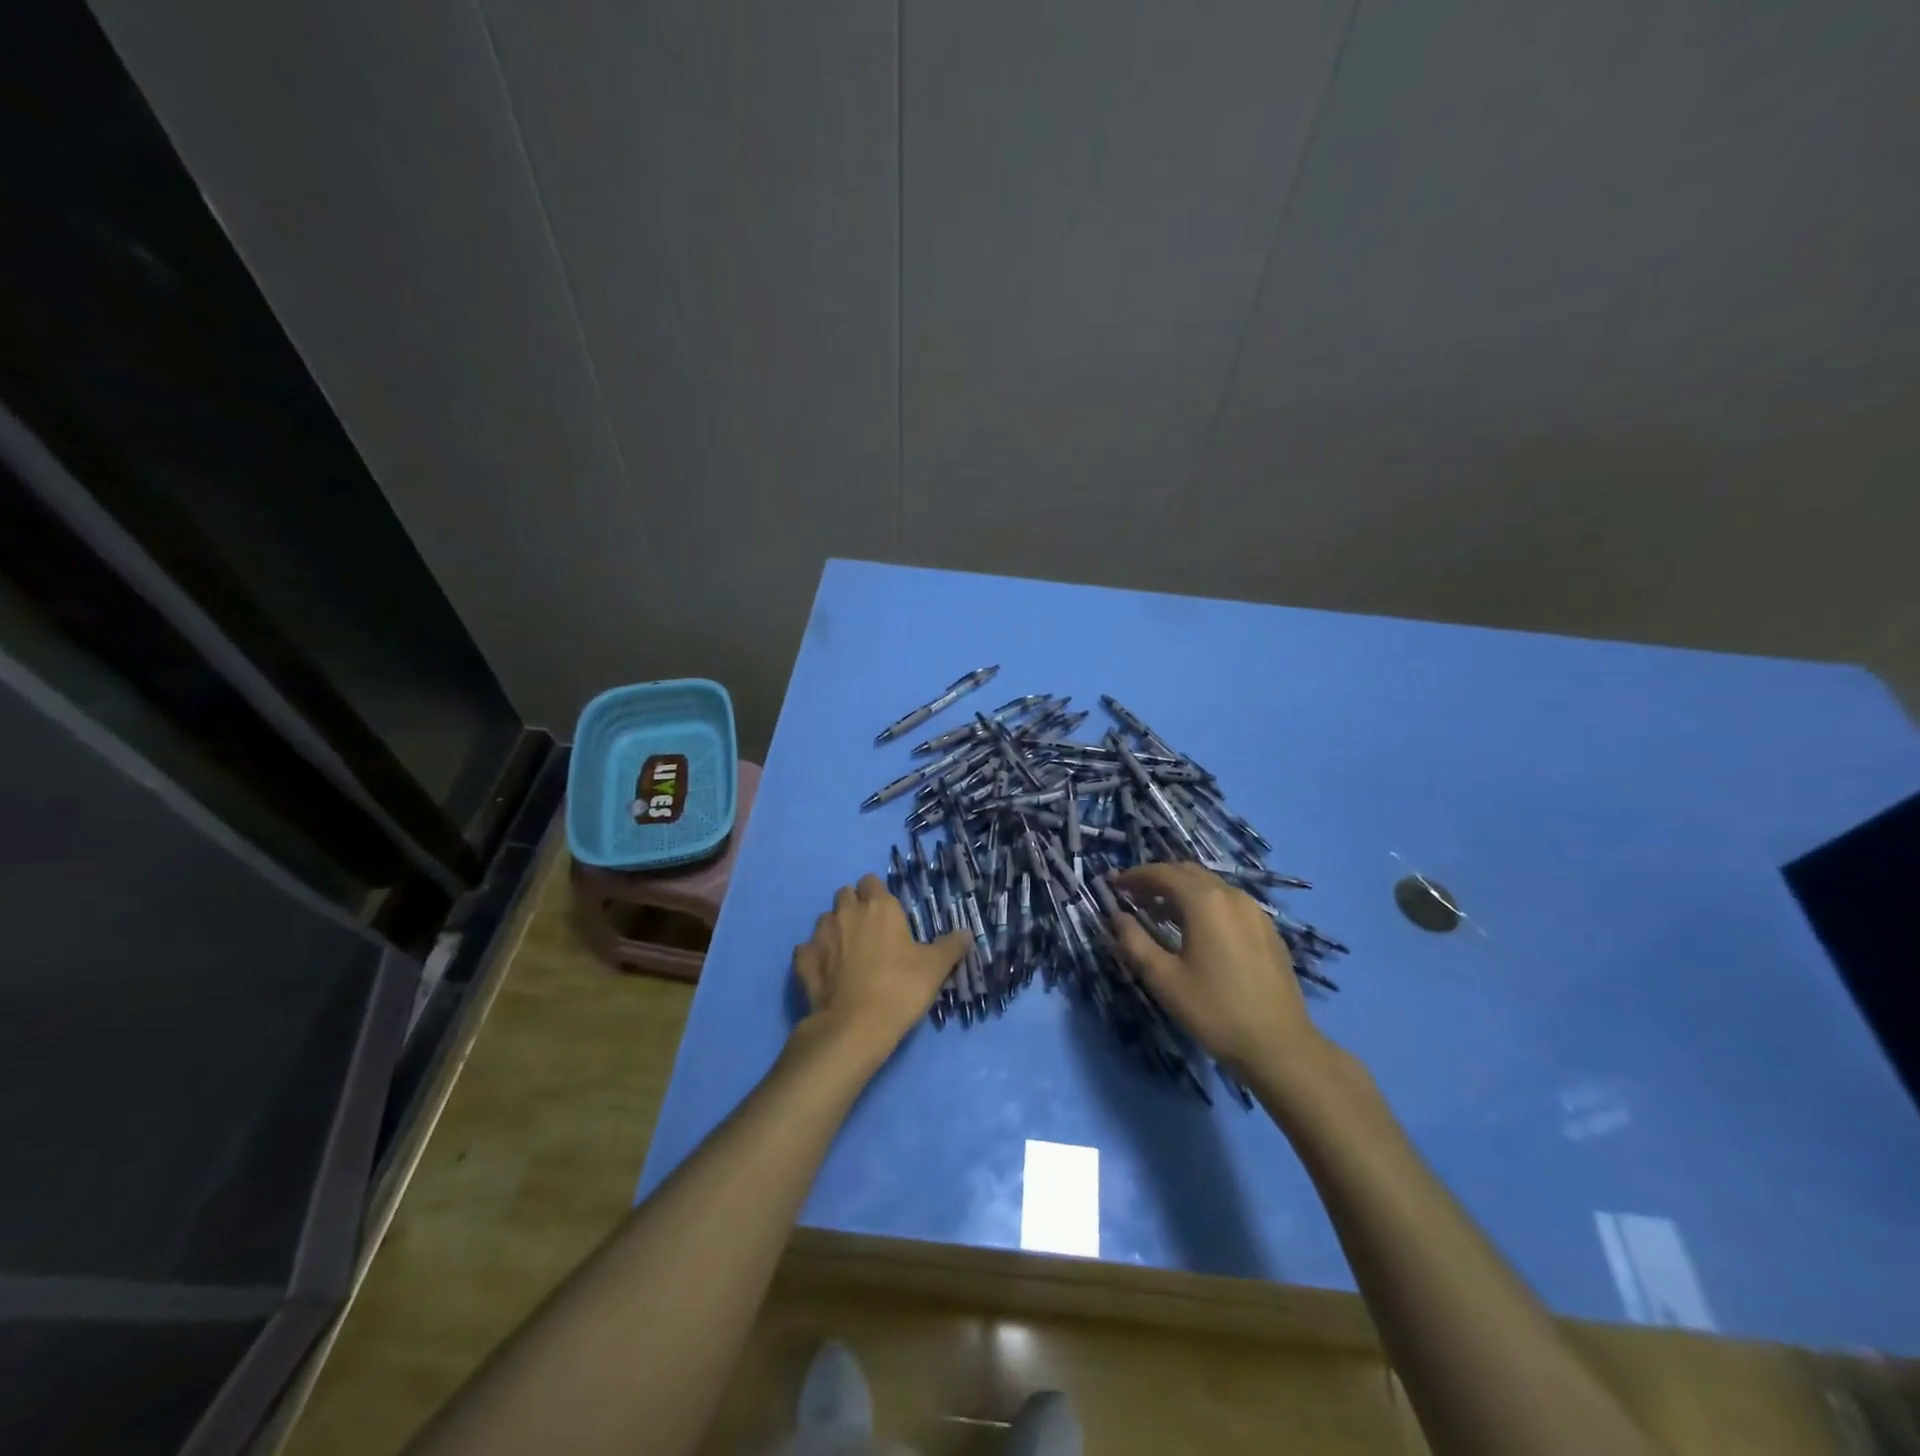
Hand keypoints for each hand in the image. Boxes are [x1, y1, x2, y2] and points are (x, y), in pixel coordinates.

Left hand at [793, 875, 970, 1063]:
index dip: (877, 892)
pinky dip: (814, 955)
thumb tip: (967, 933)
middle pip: (845, 894)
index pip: (871, 881)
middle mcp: (847, 912)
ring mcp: (820, 935)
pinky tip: (825, 969)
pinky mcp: (802, 961)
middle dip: (854, 904)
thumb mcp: (935, 968)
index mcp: (879, 907)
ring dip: (835, 928)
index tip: (887, 911)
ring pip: (825, 919)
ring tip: (847, 950)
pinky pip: (806, 949)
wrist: (855, 1026)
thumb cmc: (900, 988)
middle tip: (869, 928)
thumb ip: (951, 946)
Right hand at [1108, 862, 1320, 1078]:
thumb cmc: (1214, 1011)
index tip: (1115, 885)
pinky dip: (1205, 904)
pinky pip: (1229, 902)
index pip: (1162, 873)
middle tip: (1134, 896)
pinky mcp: (1268, 929)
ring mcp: (1255, 911)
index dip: (1135, 875)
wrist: (1279, 1046)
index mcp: (1204, 902)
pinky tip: (1196, 931)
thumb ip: (1134, 941)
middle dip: (1157, 879)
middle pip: (1188, 872)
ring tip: (1160, 914)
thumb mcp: (1163, 979)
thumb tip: (1117, 916)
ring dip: (1181, 891)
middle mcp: (1232, 895)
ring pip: (1210, 886)